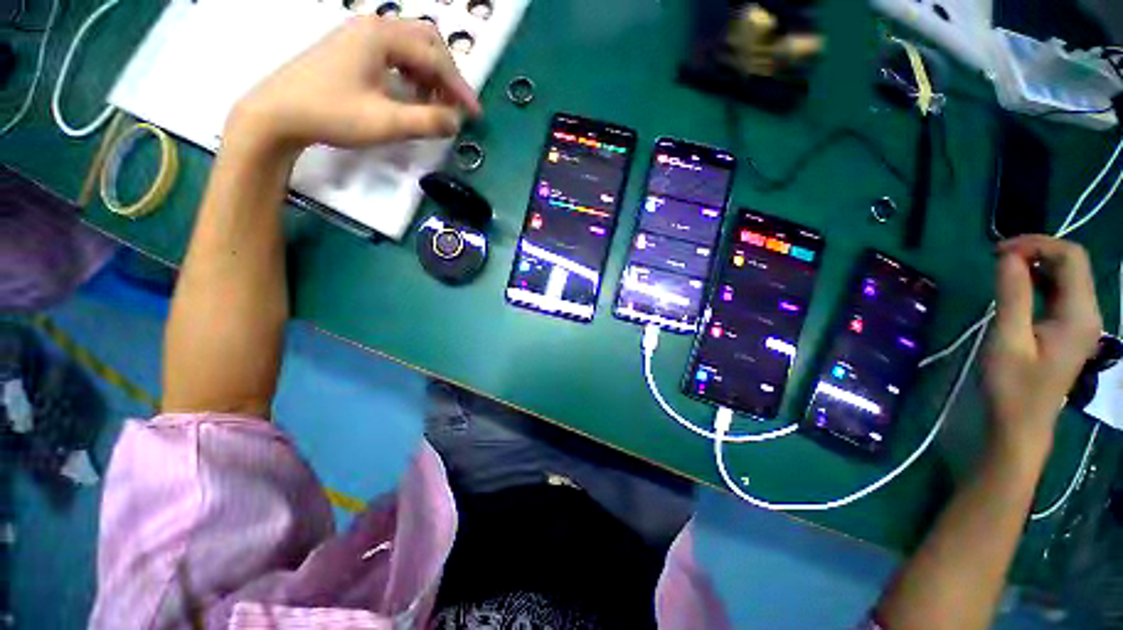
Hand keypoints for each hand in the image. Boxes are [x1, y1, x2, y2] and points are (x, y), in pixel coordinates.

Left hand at [226, 16, 480, 156]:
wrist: (277, 113)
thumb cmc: (332, 114)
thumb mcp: (386, 123)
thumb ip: (427, 122)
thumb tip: (456, 123)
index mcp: (382, 37)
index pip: (435, 59)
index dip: (459, 89)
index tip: (475, 115)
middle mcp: (373, 26)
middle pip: (426, 40)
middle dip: (447, 73)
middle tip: (454, 104)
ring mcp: (359, 35)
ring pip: (410, 45)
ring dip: (429, 72)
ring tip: (433, 102)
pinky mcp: (351, 48)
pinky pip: (394, 53)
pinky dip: (411, 72)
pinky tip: (409, 93)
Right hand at [983, 236, 1101, 464]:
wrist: (1021, 422)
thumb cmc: (1012, 385)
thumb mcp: (1008, 340)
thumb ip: (1012, 296)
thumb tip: (1007, 257)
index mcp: (1079, 314)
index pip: (1071, 258)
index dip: (1038, 244)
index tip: (999, 251)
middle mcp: (1088, 312)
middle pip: (1072, 263)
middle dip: (1037, 251)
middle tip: (997, 258)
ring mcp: (1081, 321)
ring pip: (1067, 275)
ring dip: (1036, 264)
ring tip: (1002, 268)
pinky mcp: (1069, 327)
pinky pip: (1059, 291)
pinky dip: (1038, 279)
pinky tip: (1017, 285)